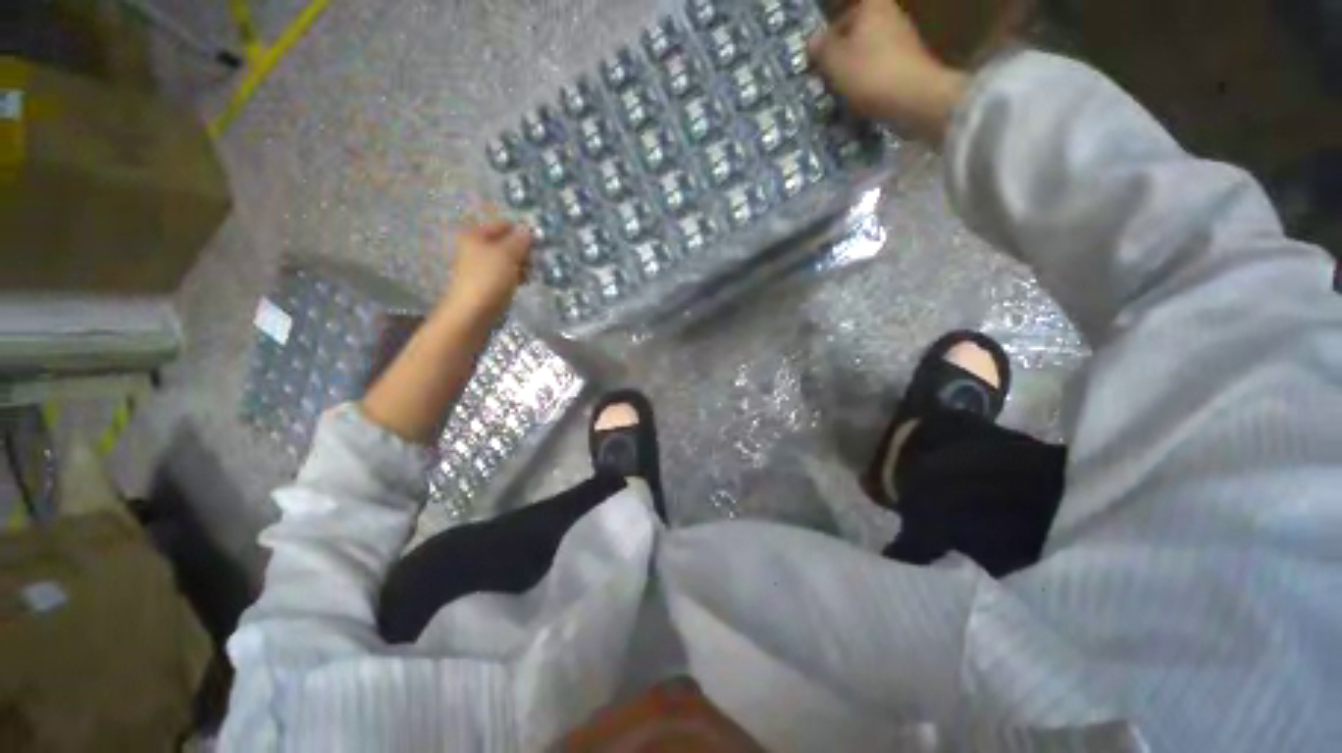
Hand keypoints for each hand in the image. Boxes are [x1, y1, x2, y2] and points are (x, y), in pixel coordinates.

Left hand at [441, 218, 531, 320]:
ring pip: (507, 260)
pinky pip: (505, 275)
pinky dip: (516, 277)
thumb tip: (528, 229)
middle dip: (523, 251)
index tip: (538, 243)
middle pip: (505, 243)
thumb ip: (519, 240)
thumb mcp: (508, 254)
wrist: (473, 313)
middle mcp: (475, 248)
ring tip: (533, 274)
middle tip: (537, 260)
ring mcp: (481, 268)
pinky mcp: (487, 284)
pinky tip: (525, 283)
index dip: (521, 232)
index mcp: (475, 235)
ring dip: (522, 265)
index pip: (503, 225)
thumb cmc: (489, 278)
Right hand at [808, 0, 967, 142]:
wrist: (914, 97)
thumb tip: (813, 40)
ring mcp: (903, 39)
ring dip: (853, 73)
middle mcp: (890, 14)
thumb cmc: (869, 73)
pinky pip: (880, 70)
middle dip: (840, 58)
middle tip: (826, 82)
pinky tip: (861, 101)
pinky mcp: (909, 63)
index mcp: (871, 5)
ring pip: (867, 54)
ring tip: (842, 96)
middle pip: (855, 36)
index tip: (817, 64)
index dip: (826, 41)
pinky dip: (869, 83)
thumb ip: (820, 48)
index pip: (840, 18)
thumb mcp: (834, 61)